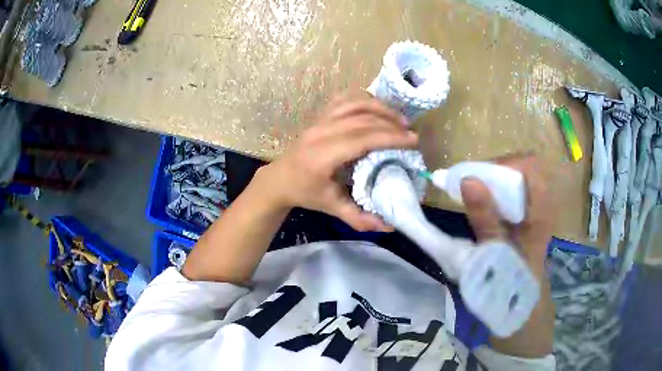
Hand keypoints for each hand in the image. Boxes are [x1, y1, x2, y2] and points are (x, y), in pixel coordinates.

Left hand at [256, 94, 417, 231]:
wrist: (279, 179)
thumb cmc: (305, 193)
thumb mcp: (331, 207)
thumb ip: (359, 218)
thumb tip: (389, 227)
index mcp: (323, 155)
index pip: (362, 138)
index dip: (390, 137)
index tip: (413, 140)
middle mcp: (320, 132)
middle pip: (362, 119)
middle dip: (391, 124)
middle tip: (412, 134)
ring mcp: (319, 120)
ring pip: (354, 104)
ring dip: (381, 108)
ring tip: (400, 119)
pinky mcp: (320, 115)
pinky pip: (345, 99)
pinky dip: (365, 100)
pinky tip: (379, 108)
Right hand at [461, 155, 554, 355]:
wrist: (519, 309)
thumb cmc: (510, 284)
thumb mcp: (495, 252)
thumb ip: (484, 217)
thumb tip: (467, 179)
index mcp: (540, 211)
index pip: (531, 166)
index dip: (507, 163)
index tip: (481, 177)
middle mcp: (540, 207)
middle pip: (521, 171)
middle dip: (494, 173)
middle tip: (470, 186)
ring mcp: (533, 214)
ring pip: (515, 184)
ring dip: (492, 184)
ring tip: (470, 196)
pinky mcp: (525, 222)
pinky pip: (510, 197)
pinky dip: (493, 196)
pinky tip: (480, 210)